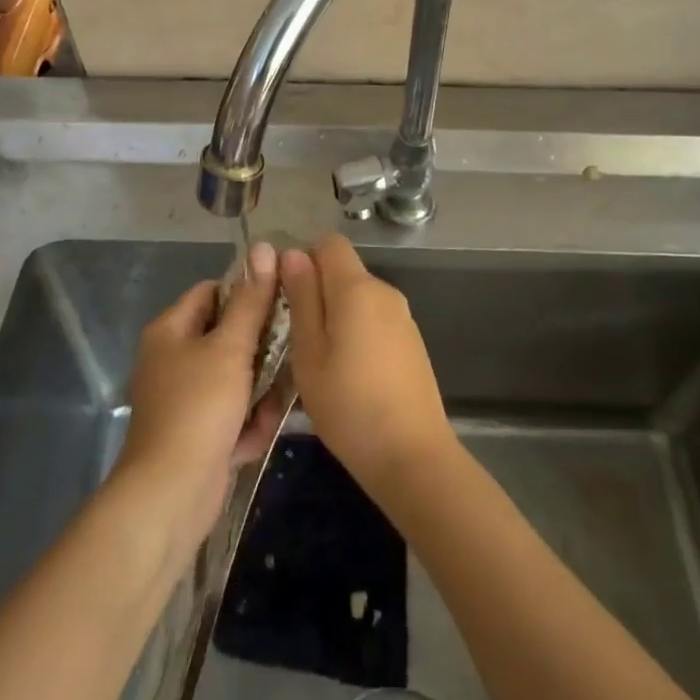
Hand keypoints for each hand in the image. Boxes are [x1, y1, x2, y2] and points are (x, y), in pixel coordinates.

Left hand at [114, 241, 286, 551]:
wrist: (170, 494)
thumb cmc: (199, 407)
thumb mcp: (230, 348)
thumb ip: (251, 301)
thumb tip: (264, 248)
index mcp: (170, 331)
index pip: (211, 292)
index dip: (245, 291)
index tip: (282, 299)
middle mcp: (173, 360)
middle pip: (226, 337)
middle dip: (260, 349)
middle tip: (291, 350)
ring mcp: (183, 399)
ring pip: (234, 379)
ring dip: (259, 391)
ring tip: (275, 403)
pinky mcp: (196, 434)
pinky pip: (230, 415)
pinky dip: (246, 424)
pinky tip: (255, 437)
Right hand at [282, 235, 455, 499]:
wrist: (413, 457)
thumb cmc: (349, 406)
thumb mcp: (309, 354)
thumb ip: (302, 298)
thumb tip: (293, 254)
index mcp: (357, 288)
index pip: (329, 242)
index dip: (303, 258)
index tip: (286, 294)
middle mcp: (384, 291)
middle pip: (343, 270)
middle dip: (315, 290)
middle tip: (293, 334)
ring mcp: (402, 316)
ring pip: (357, 297)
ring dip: (334, 314)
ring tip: (317, 360)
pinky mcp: (411, 341)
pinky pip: (374, 319)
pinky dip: (355, 331)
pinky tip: (347, 373)